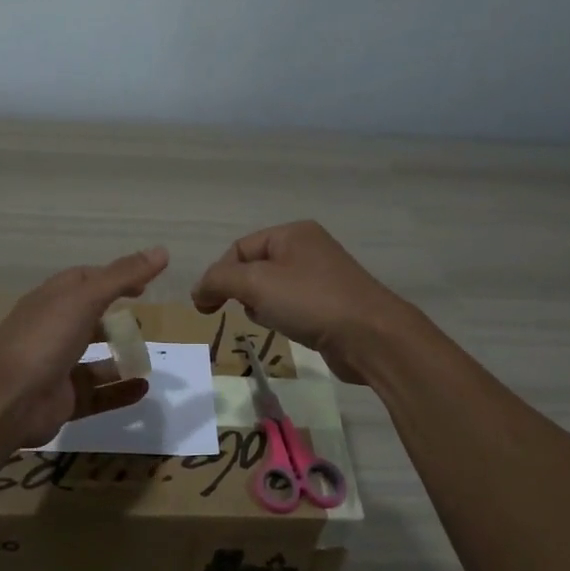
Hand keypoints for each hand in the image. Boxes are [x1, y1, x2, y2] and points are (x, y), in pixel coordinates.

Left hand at [0, 246, 169, 447]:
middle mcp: (51, 331)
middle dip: (114, 320)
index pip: (82, 281)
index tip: (143, 284)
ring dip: (119, 357)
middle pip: (87, 320)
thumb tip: (162, 250)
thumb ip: (122, 276)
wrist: (6, 401)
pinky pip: (97, 394)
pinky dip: (119, 391)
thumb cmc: (44, 340)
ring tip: (147, 357)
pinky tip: (142, 388)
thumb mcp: (85, 299)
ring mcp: (55, 367)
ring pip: (93, 360)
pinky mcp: (62, 400)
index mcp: (50, 301)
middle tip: (144, 322)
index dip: (112, 278)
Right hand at [192, 221, 411, 383]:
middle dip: (242, 291)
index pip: (239, 248)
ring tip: (269, 321)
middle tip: (242, 312)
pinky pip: (293, 305)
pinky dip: (282, 316)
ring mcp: (323, 276)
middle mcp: (309, 248)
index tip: (206, 307)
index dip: (218, 276)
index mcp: (292, 233)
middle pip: (255, 267)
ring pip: (273, 288)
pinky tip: (287, 330)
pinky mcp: (332, 304)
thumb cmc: (311, 302)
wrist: (371, 337)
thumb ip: (219, 281)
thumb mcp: (256, 283)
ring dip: (261, 306)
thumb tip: (198, 291)